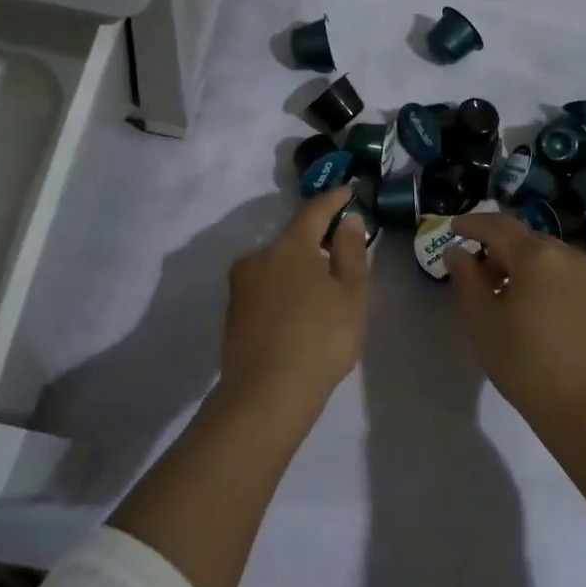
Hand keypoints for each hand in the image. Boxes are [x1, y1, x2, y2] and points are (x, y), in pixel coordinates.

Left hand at [220, 186, 370, 419]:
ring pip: (277, 265)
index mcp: (289, 246)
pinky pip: (265, 289)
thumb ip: (351, 252)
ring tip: (322, 292)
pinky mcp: (233, 314)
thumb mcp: (352, 295)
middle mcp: (259, 257)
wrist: (265, 396)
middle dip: (317, 241)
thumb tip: (347, 220)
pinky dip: (284, 291)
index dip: (334, 199)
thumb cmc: (320, 339)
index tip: (349, 191)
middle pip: (293, 239)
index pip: (314, 210)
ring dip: (299, 269)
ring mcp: (241, 286)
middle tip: (342, 253)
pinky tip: (298, 315)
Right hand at [445, 212, 585, 437]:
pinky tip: (529, 302)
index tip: (452, 227)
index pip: (498, 226)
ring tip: (500, 290)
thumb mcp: (483, 321)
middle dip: (495, 246)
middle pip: (523, 237)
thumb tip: (457, 252)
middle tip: (473, 270)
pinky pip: (563, 270)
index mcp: (536, 256)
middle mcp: (567, 254)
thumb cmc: (527, 364)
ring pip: (545, 253)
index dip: (472, 224)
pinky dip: (541, 274)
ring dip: (519, 261)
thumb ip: (466, 279)